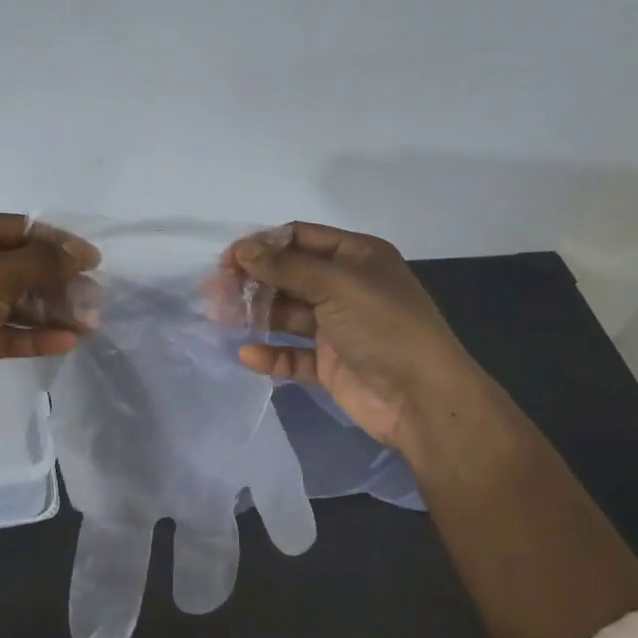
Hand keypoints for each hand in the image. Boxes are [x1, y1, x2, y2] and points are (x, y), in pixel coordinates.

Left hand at [0, 213, 99, 433]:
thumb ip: (40, 263)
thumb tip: (81, 253)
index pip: (18, 228)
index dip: (57, 243)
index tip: (94, 263)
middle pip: (18, 266)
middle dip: (57, 282)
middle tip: (94, 300)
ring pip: (13, 301)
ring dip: (49, 311)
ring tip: (88, 324)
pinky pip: (2, 332)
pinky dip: (31, 336)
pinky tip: (65, 343)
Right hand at [228, 222, 483, 456]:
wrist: (422, 399)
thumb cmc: (384, 328)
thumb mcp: (337, 285)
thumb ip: (286, 267)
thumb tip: (242, 249)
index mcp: (356, 258)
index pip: (300, 238)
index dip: (263, 245)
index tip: (228, 260)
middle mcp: (346, 288)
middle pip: (288, 276)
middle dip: (252, 280)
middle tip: (215, 291)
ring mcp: (337, 328)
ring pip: (286, 314)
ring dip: (256, 315)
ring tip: (220, 319)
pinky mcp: (330, 364)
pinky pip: (293, 355)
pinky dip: (271, 355)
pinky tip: (248, 355)